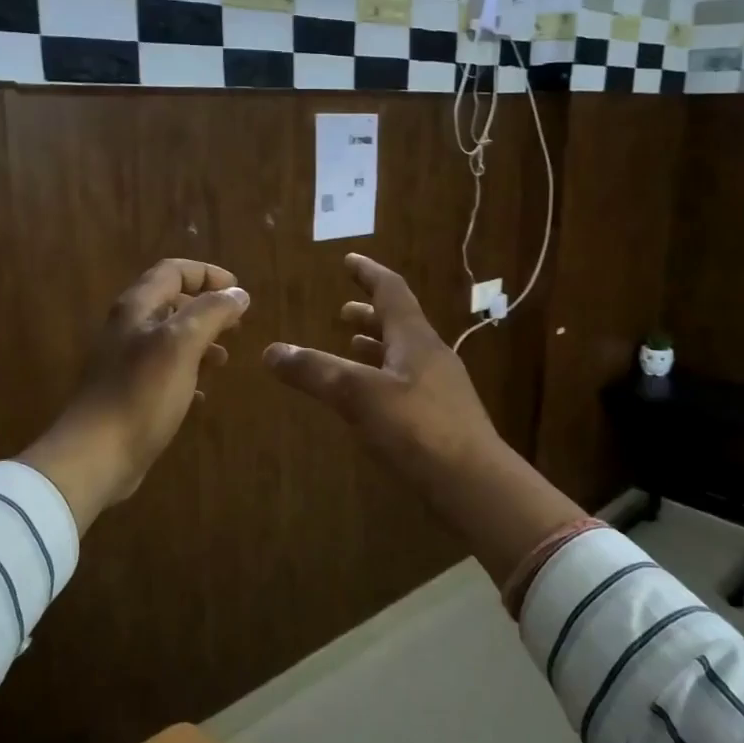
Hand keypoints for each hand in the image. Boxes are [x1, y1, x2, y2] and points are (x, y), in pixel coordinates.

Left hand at [21, 259, 248, 530]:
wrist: (97, 454)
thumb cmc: (141, 393)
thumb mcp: (181, 345)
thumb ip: (211, 312)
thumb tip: (237, 293)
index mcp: (137, 308)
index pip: (173, 270)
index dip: (207, 274)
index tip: (239, 292)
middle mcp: (129, 328)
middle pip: (171, 302)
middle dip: (207, 308)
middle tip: (236, 325)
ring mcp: (126, 362)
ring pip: (170, 338)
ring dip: (200, 341)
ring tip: (224, 359)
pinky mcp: (131, 393)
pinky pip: (165, 371)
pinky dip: (188, 372)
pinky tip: (202, 392)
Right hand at [263, 253, 584, 579]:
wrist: (473, 482)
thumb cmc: (417, 428)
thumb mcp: (357, 395)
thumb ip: (315, 372)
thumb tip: (270, 351)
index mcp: (415, 339)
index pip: (391, 291)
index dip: (369, 273)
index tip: (349, 259)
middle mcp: (430, 356)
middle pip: (398, 323)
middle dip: (368, 315)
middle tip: (343, 311)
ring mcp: (439, 388)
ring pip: (402, 355)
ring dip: (376, 345)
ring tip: (350, 346)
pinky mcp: (440, 418)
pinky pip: (405, 383)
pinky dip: (382, 376)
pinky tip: (369, 396)